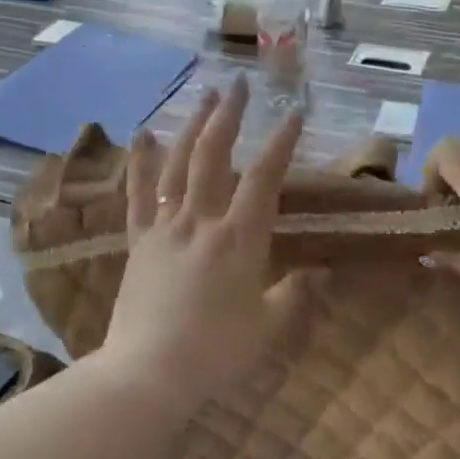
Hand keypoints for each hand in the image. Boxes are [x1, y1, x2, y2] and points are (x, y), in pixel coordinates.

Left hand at [98, 76, 314, 410]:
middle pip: (215, 156)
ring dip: (193, 126)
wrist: (147, 373)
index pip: (264, 178)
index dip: (281, 142)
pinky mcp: (138, 241)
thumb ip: (296, 295)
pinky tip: (144, 134)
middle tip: (239, 85)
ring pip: (178, 164)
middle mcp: (201, 221)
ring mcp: (165, 228)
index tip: (294, 112)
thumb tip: (321, 271)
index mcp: (239, 239)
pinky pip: (139, 195)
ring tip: (204, 95)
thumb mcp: (268, 328)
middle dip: (229, 116)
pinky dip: (142, 162)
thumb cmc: (215, 353)